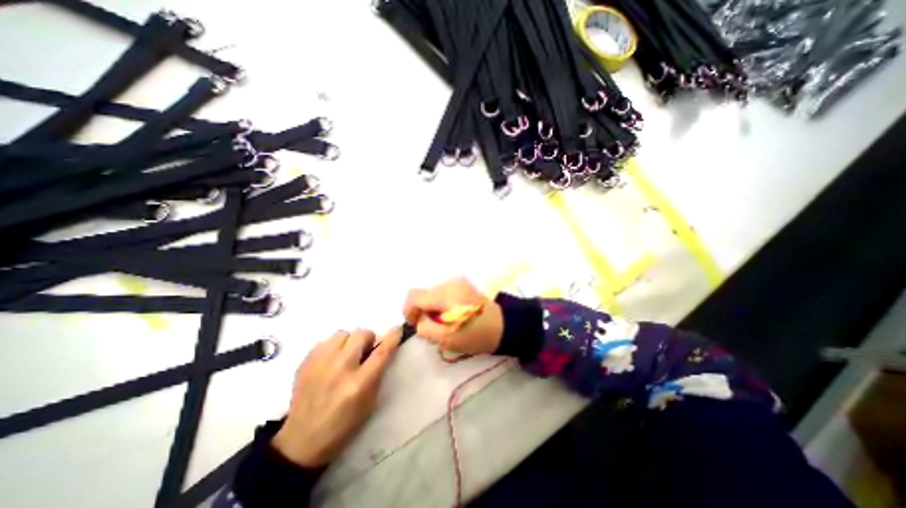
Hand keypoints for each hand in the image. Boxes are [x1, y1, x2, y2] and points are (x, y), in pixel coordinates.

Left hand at [270, 327, 400, 465]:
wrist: (302, 439)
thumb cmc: (343, 424)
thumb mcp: (369, 402)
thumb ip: (377, 373)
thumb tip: (383, 349)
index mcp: (359, 384)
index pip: (381, 352)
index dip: (392, 337)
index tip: (397, 329)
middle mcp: (340, 369)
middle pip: (361, 334)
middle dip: (367, 339)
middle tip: (364, 351)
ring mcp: (320, 364)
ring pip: (342, 333)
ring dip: (348, 341)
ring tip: (345, 355)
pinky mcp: (305, 362)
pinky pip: (325, 341)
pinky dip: (332, 347)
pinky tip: (330, 361)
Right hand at [408, 276, 505, 354]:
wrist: (503, 326)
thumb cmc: (476, 335)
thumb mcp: (446, 339)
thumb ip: (425, 328)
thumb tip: (419, 319)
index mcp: (446, 295)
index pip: (414, 295)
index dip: (409, 309)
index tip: (415, 323)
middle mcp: (450, 283)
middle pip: (423, 294)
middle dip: (422, 310)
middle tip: (433, 326)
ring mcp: (458, 282)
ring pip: (433, 293)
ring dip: (432, 307)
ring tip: (444, 321)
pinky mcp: (463, 284)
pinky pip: (443, 292)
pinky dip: (441, 303)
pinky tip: (451, 314)